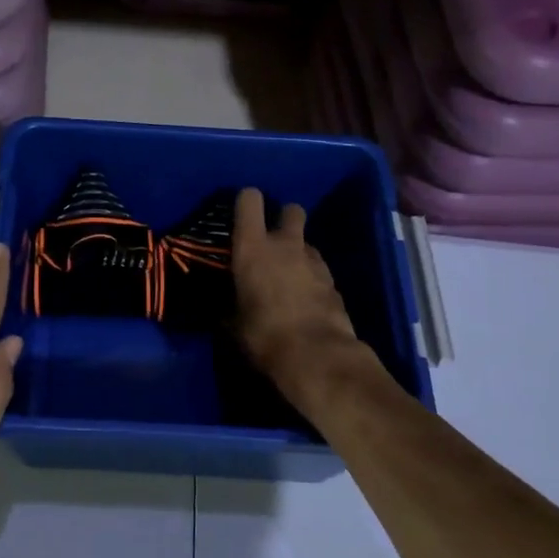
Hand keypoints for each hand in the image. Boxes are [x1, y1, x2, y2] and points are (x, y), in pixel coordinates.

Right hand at [232, 188, 366, 402]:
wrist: (317, 357)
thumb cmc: (263, 335)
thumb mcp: (232, 323)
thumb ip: (228, 305)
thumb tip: (224, 307)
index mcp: (253, 247)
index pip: (249, 200)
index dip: (246, 202)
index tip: (240, 215)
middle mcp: (286, 245)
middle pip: (291, 210)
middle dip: (283, 219)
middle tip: (272, 241)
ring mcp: (315, 262)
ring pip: (307, 242)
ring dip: (298, 252)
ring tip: (288, 277)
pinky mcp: (334, 282)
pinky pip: (319, 269)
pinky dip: (312, 278)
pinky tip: (305, 300)